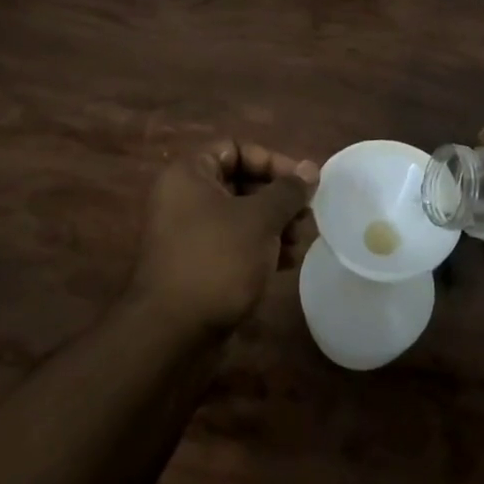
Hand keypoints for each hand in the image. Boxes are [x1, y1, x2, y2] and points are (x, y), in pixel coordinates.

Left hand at [127, 140, 318, 336]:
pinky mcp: (195, 266)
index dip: (272, 161)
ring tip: (300, 242)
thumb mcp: (260, 219)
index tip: (302, 183)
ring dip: (273, 224)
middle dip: (277, 198)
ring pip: (239, 216)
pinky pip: (232, 244)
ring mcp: (187, 235)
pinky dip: (259, 248)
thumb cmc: (217, 260)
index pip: (236, 148)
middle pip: (239, 182)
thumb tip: (311, 168)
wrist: (172, 334)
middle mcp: (183, 198)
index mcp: (189, 175)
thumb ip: (287, 191)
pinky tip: (286, 263)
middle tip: (306, 215)